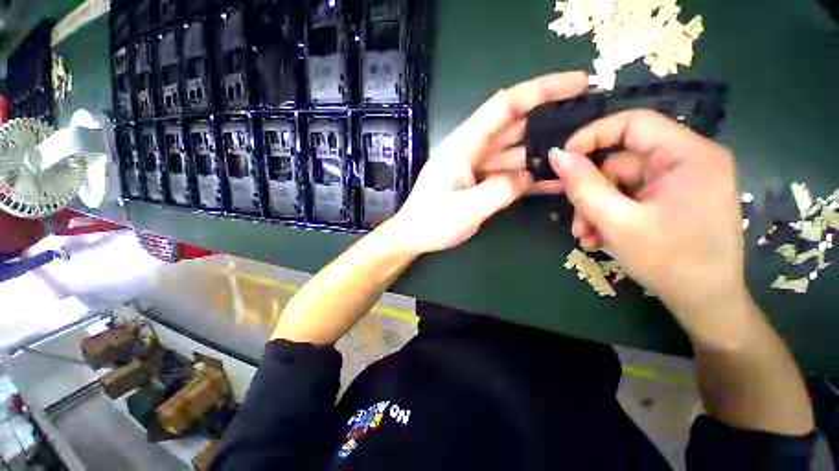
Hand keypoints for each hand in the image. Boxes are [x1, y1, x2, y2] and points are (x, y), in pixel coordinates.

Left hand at [387, 72, 587, 254]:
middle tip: (589, 126)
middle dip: (549, 122)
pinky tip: (553, 183)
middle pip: (514, 127)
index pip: (504, 106)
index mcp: (463, 145)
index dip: (541, 90)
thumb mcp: (467, 208)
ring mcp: (477, 167)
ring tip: (579, 156)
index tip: (577, 83)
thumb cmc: (432, 222)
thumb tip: (529, 176)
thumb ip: (502, 189)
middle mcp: (471, 150)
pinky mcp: (480, 183)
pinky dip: (528, 178)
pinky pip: (508, 175)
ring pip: (515, 152)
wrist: (414, 237)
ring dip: (542, 154)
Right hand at [550, 110, 748, 339]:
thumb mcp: (616, 221)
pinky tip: (600, 237)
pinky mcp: (674, 198)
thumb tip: (557, 155)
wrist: (705, 302)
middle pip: (622, 161)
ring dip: (596, 208)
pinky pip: (631, 197)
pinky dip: (610, 214)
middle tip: (575, 220)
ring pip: (621, 183)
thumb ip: (583, 185)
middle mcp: (689, 161)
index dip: (592, 136)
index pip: (633, 124)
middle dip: (591, 192)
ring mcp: (682, 181)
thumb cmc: (668, 261)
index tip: (562, 160)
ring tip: (585, 236)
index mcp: (688, 156)